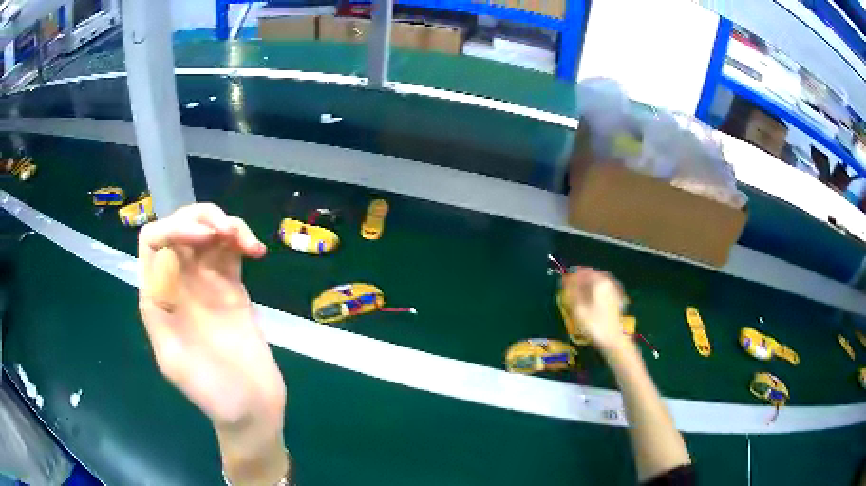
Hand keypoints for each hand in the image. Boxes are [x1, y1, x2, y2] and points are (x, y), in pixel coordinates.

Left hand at [138, 204, 288, 484]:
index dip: (174, 228)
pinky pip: (230, 250)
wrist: (252, 410)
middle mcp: (178, 283)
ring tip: (247, 242)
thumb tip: (162, 269)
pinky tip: (257, 251)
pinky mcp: (231, 287)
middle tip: (228, 232)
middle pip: (179, 226)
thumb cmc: (214, 395)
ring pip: (206, 231)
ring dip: (225, 224)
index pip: (153, 241)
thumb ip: (160, 318)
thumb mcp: (176, 363)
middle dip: (202, 218)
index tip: (206, 238)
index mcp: (158, 298)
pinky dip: (242, 239)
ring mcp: (205, 283)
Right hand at [561, 267, 627, 352]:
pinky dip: (596, 289)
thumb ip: (571, 291)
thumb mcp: (578, 308)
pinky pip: (604, 287)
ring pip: (598, 281)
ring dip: (589, 284)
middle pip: (591, 274)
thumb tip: (566, 280)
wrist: (613, 339)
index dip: (571, 276)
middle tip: (571, 288)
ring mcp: (615, 289)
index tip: (563, 282)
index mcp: (598, 282)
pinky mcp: (618, 297)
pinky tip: (592, 297)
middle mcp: (608, 281)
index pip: (582, 272)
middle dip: (581, 279)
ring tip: (580, 293)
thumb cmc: (593, 324)